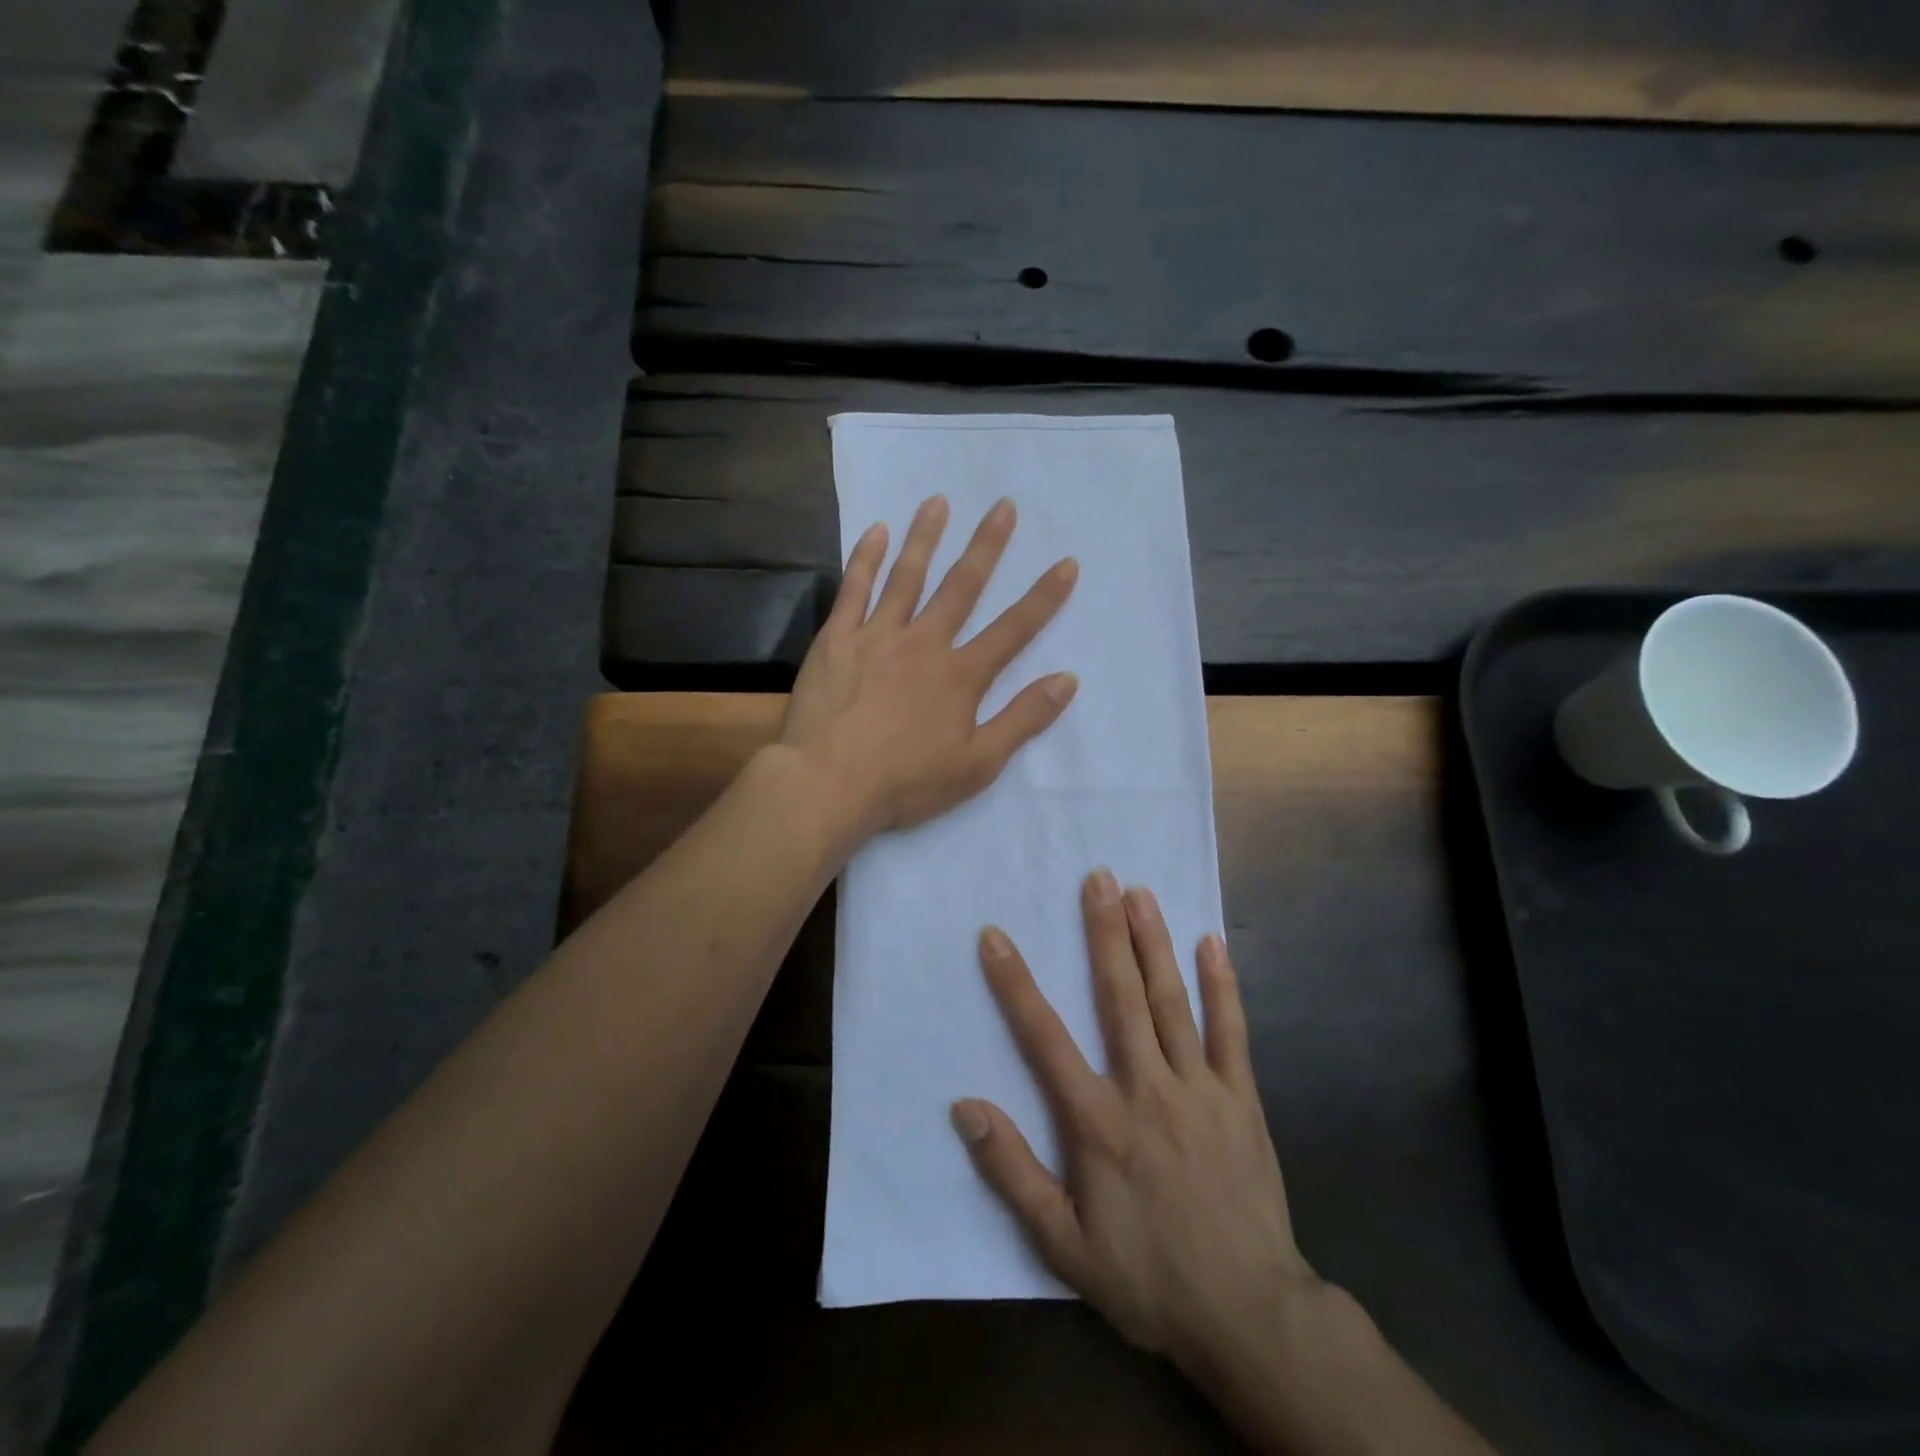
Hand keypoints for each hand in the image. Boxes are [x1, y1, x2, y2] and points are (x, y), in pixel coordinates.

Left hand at [781, 494, 1078, 839]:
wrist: (829, 783)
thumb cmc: (906, 781)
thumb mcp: (978, 763)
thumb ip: (1023, 719)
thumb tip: (1068, 680)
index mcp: (961, 675)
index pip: (1013, 630)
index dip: (1043, 597)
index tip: (1066, 563)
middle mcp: (924, 643)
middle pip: (962, 587)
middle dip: (986, 546)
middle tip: (1003, 506)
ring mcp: (877, 636)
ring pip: (907, 576)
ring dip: (925, 537)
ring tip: (938, 501)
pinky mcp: (837, 639)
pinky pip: (854, 590)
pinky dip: (865, 559)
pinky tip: (876, 531)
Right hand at [952, 871, 1316, 1374]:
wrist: (1250, 1315)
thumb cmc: (1148, 1278)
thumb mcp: (1064, 1244)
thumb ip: (1012, 1172)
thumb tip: (965, 1107)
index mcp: (1099, 1122)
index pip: (1046, 1039)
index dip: (1016, 985)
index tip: (995, 937)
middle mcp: (1147, 1089)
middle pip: (1120, 998)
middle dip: (1104, 934)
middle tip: (1097, 878)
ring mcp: (1200, 1089)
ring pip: (1172, 1002)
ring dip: (1154, 943)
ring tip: (1140, 893)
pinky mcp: (1242, 1099)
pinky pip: (1232, 1033)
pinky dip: (1223, 986)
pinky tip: (1213, 944)